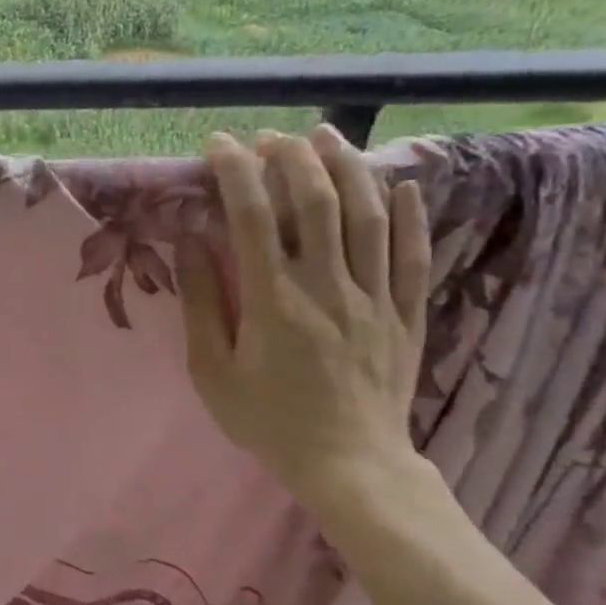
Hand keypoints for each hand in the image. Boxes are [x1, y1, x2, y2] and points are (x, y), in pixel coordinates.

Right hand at [175, 126, 430, 516]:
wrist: (349, 466)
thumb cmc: (268, 421)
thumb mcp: (212, 372)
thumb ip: (201, 303)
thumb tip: (191, 241)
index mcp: (274, 301)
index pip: (252, 218)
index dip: (235, 172)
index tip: (218, 146)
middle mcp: (327, 287)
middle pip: (315, 202)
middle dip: (291, 158)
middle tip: (270, 138)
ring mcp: (375, 298)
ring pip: (368, 216)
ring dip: (346, 168)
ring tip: (326, 138)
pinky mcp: (406, 314)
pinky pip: (414, 255)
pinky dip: (410, 215)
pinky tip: (402, 185)